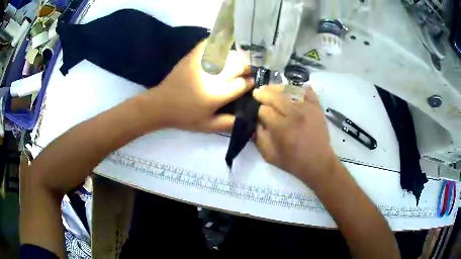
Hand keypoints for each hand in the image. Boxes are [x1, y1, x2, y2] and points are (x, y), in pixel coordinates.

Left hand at [139, 40, 252, 132]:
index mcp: (217, 94)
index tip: (250, 82)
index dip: (249, 83)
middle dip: (246, 67)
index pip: (242, 84)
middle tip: (246, 70)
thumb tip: (247, 118)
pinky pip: (209, 44)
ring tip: (236, 61)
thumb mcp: (207, 126)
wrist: (160, 105)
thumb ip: (228, 123)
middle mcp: (213, 76)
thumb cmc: (185, 117)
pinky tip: (222, 47)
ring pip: (228, 54)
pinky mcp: (192, 57)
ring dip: (236, 57)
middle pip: (238, 65)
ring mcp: (202, 64)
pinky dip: (218, 43)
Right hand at [253, 85, 340, 188]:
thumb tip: (255, 120)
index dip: (258, 111)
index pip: (264, 110)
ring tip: (270, 89)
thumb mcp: (268, 155)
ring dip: (276, 88)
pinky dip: (298, 87)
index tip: (258, 114)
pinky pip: (306, 90)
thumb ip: (258, 136)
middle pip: (274, 96)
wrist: (318, 163)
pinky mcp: (316, 106)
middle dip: (263, 93)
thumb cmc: (293, 161)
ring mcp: (307, 108)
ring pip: (288, 90)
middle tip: (257, 93)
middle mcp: (294, 114)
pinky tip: (290, 90)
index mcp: (281, 127)